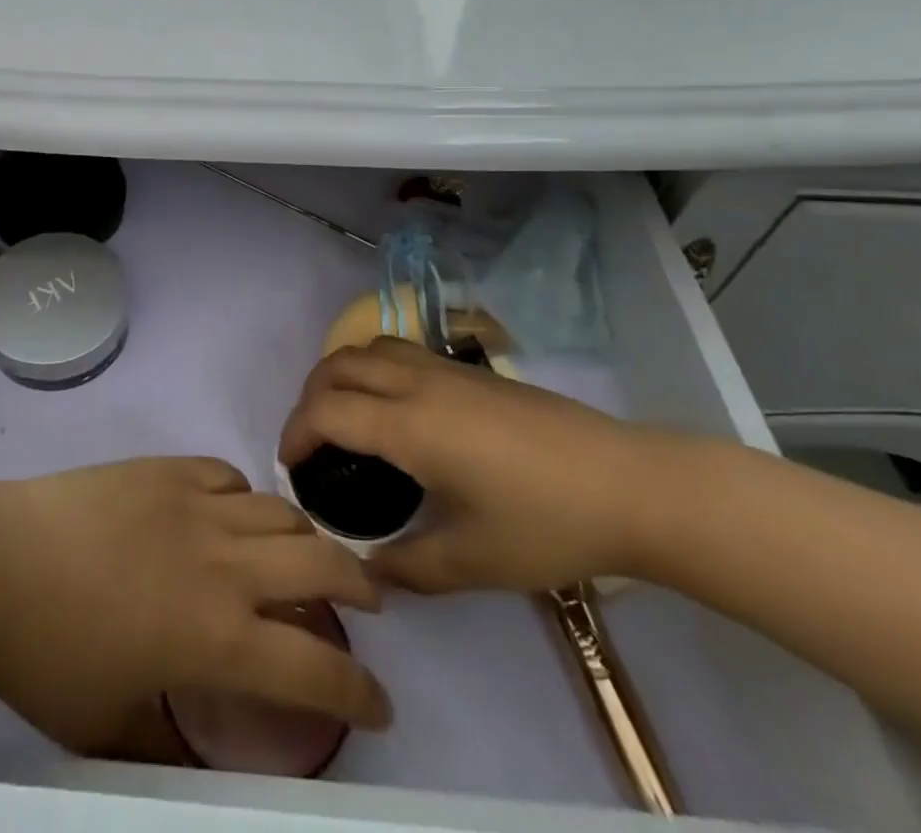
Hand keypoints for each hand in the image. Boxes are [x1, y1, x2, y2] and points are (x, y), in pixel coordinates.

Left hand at [0, 459, 390, 754]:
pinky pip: (228, 476)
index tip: (379, 703)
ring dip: (305, 539)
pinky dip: (245, 498)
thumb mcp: (108, 726)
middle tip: (365, 603)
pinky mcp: (167, 468)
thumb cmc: (48, 657)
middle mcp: (224, 566)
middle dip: (359, 587)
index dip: (360, 694)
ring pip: (281, 513)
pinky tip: (232, 512)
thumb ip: (160, 740)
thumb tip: (189, 747)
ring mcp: (197, 505)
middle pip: (322, 566)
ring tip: (302, 555)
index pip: (317, 673)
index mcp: (218, 639)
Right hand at [279, 339, 678, 593]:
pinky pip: (398, 352)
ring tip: (342, 417)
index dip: (295, 434)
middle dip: (308, 398)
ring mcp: (446, 370)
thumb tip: (365, 571)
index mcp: (409, 426)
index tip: (289, 467)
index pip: (326, 411)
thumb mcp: (473, 562)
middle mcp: (417, 383)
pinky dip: (372, 369)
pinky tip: (394, 409)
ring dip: (340, 375)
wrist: (631, 485)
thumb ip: (408, 567)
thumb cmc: (548, 524)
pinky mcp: (470, 371)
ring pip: (368, 349)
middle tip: (309, 442)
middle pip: (338, 366)